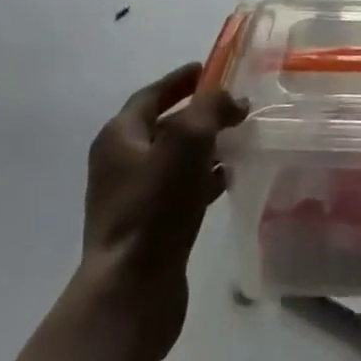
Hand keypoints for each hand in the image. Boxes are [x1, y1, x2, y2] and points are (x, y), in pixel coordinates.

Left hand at [79, 64, 246, 359]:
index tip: (211, 68)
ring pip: (176, 159)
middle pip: (165, 125)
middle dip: (200, 113)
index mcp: (119, 137)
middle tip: (236, 106)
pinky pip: (180, 189)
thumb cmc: (155, 207)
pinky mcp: (149, 227)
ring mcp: (133, 198)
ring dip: (206, 146)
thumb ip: (211, 108)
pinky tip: (229, 179)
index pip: (152, 94)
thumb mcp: (187, 141)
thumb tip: (232, 100)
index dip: (181, 80)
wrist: (131, 291)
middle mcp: (120, 163)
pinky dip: (204, 178)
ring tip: (241, 139)